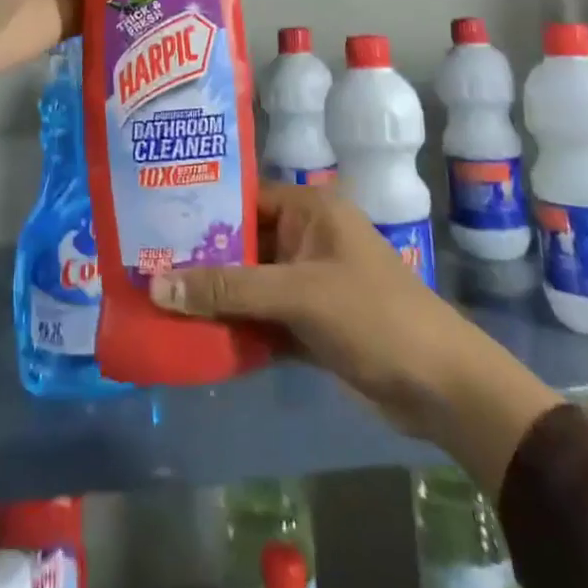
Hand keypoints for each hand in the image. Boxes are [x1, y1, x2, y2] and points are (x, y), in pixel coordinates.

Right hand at [148, 183, 561, 492]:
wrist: (443, 390)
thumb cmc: (373, 317)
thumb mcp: (299, 295)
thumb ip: (229, 289)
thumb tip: (156, 286)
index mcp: (310, 211)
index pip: (243, 197)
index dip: (201, 208)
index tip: (152, 221)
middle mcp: (306, 238)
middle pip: (242, 243)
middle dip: (199, 259)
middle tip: (143, 265)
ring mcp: (308, 283)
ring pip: (248, 284)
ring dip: (213, 297)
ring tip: (157, 302)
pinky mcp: (309, 323)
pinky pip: (261, 317)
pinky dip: (235, 327)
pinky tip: (194, 338)